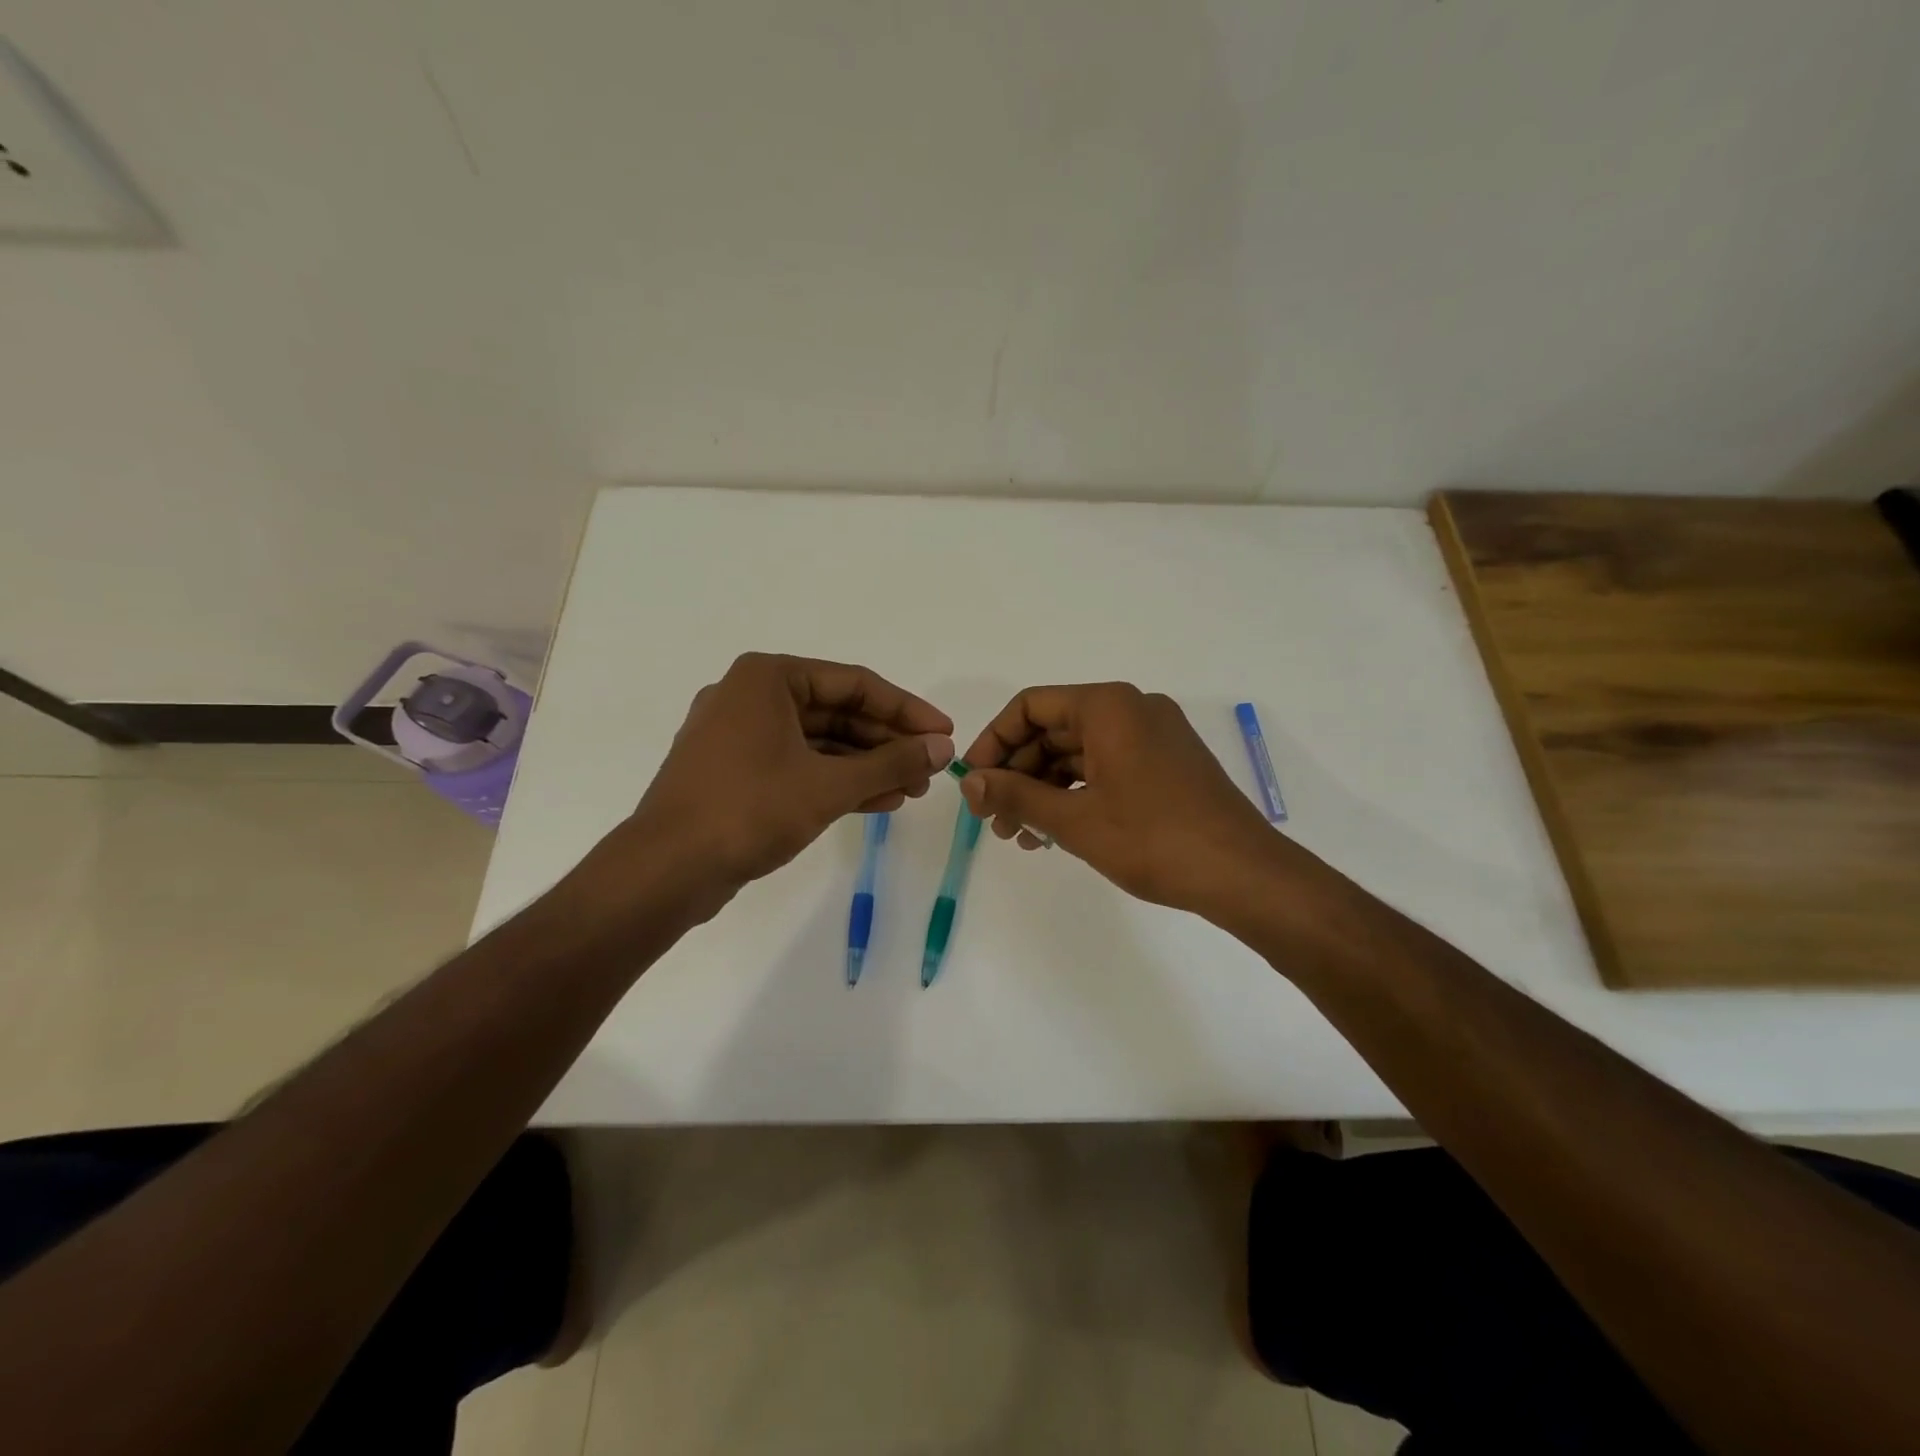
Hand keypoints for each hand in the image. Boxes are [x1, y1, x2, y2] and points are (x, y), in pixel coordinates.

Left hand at [579, 653, 953, 913]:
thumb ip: (891, 762)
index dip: (906, 710)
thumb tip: (943, 748)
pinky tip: (879, 801)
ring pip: (819, 742)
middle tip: (930, 768)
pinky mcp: (736, 772)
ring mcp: (740, 736)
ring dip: (866, 765)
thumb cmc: (749, 810)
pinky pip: (798, 765)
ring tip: (911, 789)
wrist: (666, 870)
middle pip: (837, 712)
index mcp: (768, 678)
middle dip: (887, 742)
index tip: (945, 733)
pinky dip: (836, 781)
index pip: (854, 684)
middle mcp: (751, 696)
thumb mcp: (829, 784)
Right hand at [957, 683, 1299, 918]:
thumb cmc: (1153, 839)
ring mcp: (1152, 737)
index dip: (993, 742)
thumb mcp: (1074, 820)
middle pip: (1053, 730)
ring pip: (1078, 754)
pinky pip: (1105, 768)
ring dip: (1043, 790)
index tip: (973, 783)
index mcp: (1108, 706)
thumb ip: (1016, 795)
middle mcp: (1131, 709)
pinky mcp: (1165, 764)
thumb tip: (969, 782)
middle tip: (992, 819)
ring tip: (1019, 836)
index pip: (1030, 707)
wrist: (1243, 874)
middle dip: (1017, 774)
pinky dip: (1076, 795)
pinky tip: (1054, 833)